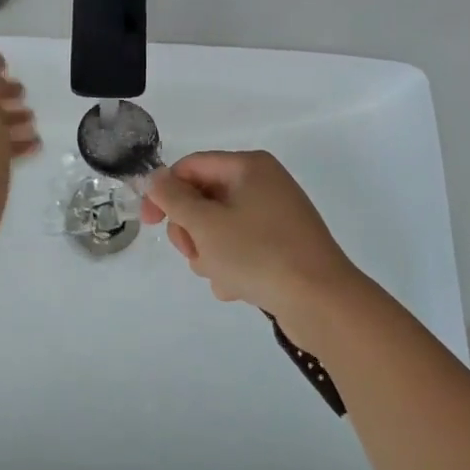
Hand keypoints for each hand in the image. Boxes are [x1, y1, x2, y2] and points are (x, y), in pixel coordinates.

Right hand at [141, 151, 364, 330]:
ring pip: (220, 228)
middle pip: (205, 198)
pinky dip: (233, 266)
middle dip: (191, 230)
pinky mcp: (284, 246)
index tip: (148, 223)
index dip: (164, 192)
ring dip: (210, 253)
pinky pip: (242, 248)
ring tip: (221, 275)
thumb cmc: (258, 254)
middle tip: (193, 253)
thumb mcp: (205, 224)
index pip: (191, 167)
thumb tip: (155, 178)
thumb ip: (173, 198)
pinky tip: (238, 288)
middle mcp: (264, 183)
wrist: (322, 302)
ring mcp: (276, 216)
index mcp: (249, 166)